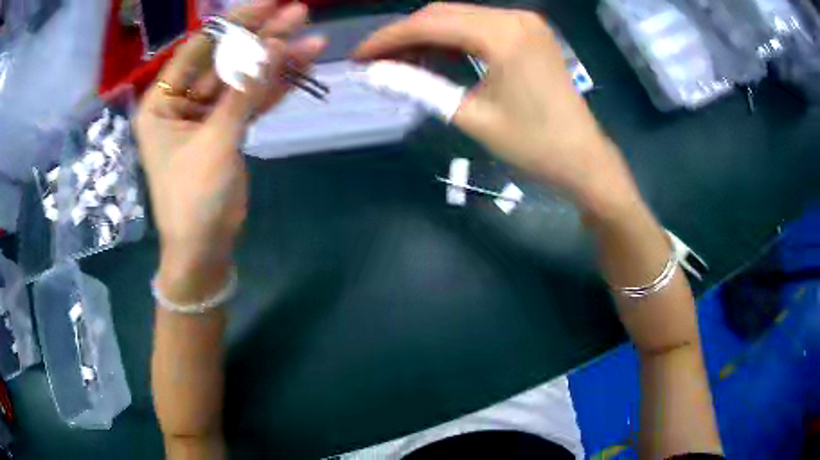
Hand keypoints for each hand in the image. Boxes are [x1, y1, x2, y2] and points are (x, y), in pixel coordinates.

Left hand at [134, 0, 323, 297]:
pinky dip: (275, 88)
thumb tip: (275, 45)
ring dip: (275, 61)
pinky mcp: (226, 130)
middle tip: (298, 13)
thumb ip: (244, 92)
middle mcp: (180, 102)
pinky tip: (302, 67)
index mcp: (161, 102)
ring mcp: (205, 115)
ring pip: (243, 79)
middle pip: (224, 60)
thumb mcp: (215, 142)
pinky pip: (251, 101)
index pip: (199, 49)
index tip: (270, 5)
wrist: (205, 251)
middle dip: (261, 38)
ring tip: (311, 38)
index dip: (235, 24)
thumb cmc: (194, 201)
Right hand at [355, 3, 639, 215]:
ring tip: (398, 60)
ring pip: (460, 16)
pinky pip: (480, 25)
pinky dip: (453, 38)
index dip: (388, 38)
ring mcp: (524, 22)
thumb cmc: (532, 145)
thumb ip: (419, 86)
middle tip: (376, 60)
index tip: (359, 56)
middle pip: (442, 13)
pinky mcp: (529, 32)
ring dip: (426, 35)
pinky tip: (433, 55)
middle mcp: (513, 17)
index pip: (429, 24)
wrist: (582, 158)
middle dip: (404, 34)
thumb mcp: (470, 115)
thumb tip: (374, 74)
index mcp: (501, 35)